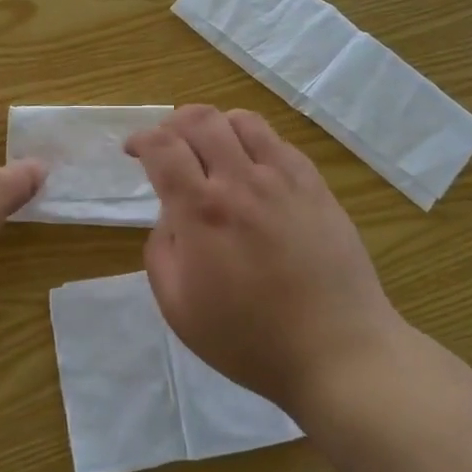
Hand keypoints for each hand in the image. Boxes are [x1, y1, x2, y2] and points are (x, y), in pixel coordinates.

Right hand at [126, 105, 399, 413]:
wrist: (337, 351)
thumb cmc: (250, 340)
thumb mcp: (179, 308)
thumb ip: (160, 252)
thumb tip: (169, 217)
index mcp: (202, 211)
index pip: (163, 147)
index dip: (141, 139)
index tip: (133, 150)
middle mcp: (241, 181)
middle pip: (200, 119)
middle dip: (173, 122)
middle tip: (168, 144)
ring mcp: (284, 179)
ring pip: (242, 120)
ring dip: (216, 125)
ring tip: (211, 148)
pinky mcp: (315, 186)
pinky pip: (279, 142)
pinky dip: (254, 141)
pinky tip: (253, 168)